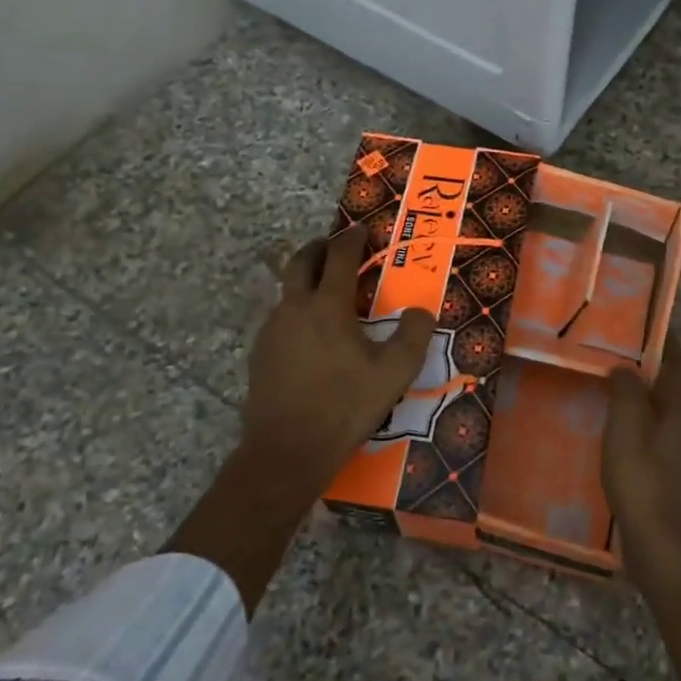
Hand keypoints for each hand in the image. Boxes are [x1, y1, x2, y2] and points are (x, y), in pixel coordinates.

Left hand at [242, 230, 434, 489]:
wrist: (286, 450)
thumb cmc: (345, 406)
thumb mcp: (394, 373)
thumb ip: (414, 336)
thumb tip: (422, 310)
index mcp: (328, 306)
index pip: (340, 257)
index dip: (352, 239)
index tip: (362, 230)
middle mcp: (295, 308)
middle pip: (301, 261)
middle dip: (319, 247)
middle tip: (335, 246)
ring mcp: (272, 330)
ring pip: (287, 290)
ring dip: (306, 280)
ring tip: (327, 292)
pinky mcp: (259, 354)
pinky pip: (280, 318)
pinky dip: (297, 311)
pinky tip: (310, 335)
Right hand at [604, 336, 680, 576]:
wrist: (665, 550)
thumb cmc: (644, 481)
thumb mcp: (627, 428)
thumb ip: (626, 391)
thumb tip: (625, 366)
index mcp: (679, 406)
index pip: (674, 359)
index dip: (661, 336)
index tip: (638, 316)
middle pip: (666, 383)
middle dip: (643, 363)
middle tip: (608, 347)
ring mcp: (678, 451)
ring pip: (655, 410)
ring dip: (634, 394)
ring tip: (600, 382)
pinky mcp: (666, 474)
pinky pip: (647, 434)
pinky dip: (630, 423)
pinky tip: (606, 429)